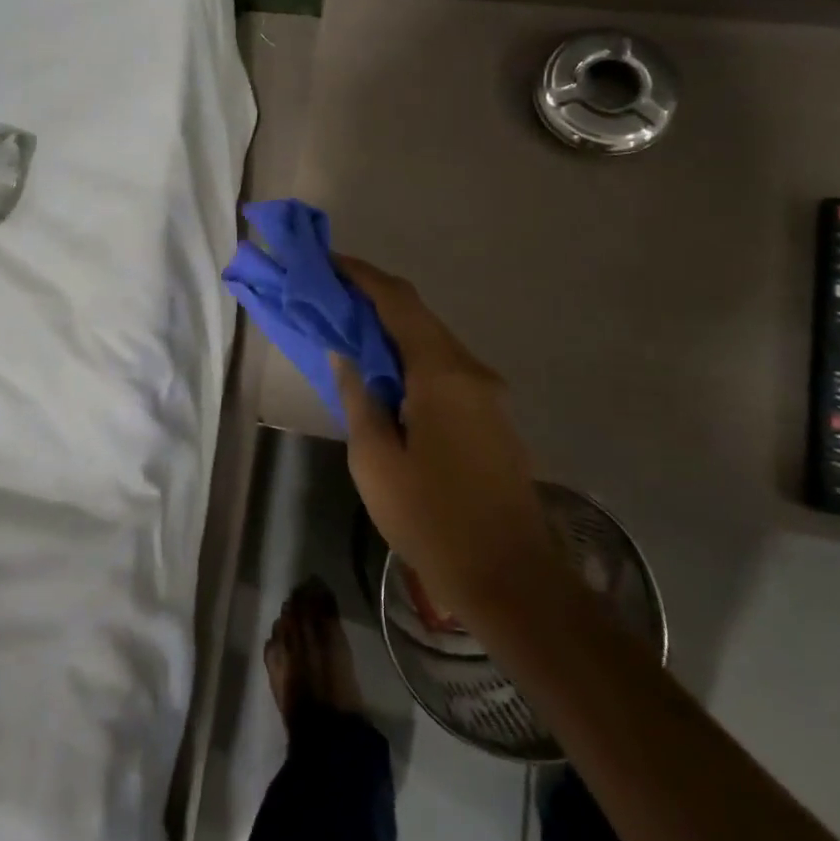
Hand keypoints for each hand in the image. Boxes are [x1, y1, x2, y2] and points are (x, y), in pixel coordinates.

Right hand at [333, 257, 554, 621]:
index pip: (398, 303)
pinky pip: (445, 369)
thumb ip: (358, 398)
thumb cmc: (432, 519)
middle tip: (330, 296)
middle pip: (418, 317)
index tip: (328, 262)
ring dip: (392, 330)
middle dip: (373, 299)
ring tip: (349, 332)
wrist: (511, 579)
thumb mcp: (374, 460)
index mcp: (442, 374)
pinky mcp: (492, 418)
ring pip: (433, 342)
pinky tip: (386, 376)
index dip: (362, 276)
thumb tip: (347, 355)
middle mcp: (471, 371)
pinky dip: (411, 358)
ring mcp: (488, 395)